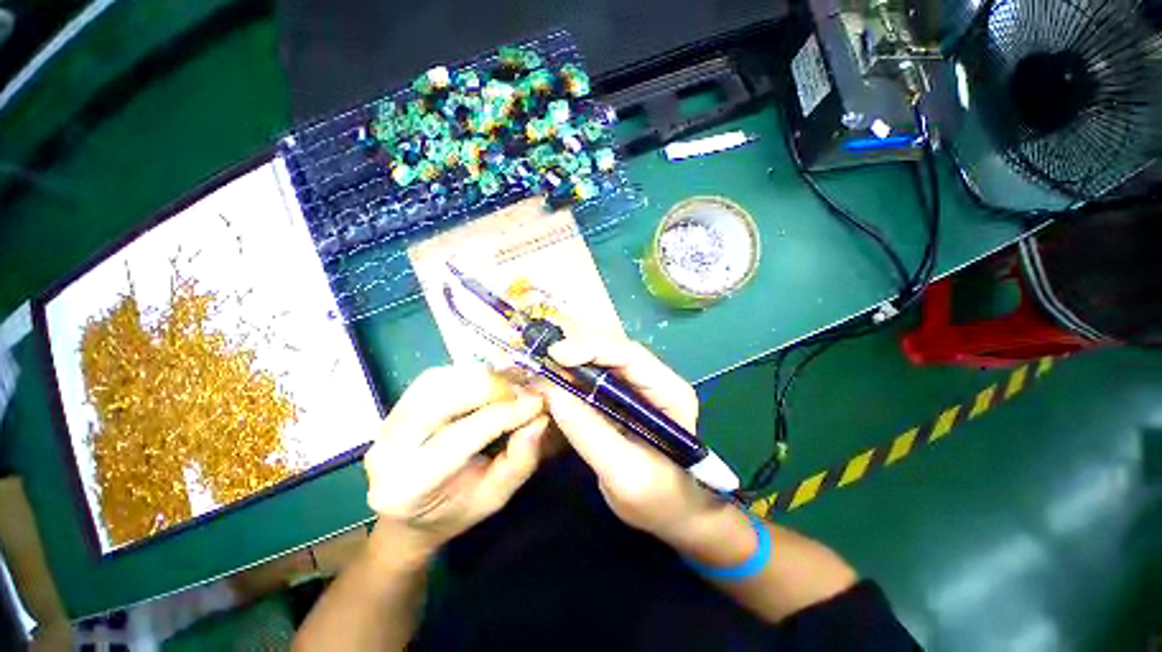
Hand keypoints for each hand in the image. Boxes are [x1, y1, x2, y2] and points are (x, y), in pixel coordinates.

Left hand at [364, 365, 548, 552]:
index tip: (538, 403)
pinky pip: (435, 377)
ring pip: (440, 381)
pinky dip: (466, 374)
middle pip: (447, 399)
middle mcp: (390, 448)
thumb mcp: (495, 498)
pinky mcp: (396, 404)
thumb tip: (539, 420)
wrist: (409, 513)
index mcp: (411, 484)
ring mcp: (387, 422)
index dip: (506, 413)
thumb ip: (520, 461)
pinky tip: (485, 384)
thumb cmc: (455, 509)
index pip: (464, 435)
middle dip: (494, 389)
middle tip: (523, 393)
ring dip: (481, 378)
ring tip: (507, 388)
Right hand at [540, 338, 727, 546]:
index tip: (555, 354)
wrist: (673, 513)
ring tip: (545, 371)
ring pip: (604, 365)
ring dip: (574, 365)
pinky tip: (557, 384)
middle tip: (544, 362)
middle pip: (614, 353)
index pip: (629, 356)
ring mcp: (642, 389)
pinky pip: (598, 381)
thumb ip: (588, 432)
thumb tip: (552, 392)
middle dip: (578, 354)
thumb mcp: (623, 472)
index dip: (591, 349)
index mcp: (670, 392)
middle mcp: (657, 381)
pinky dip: (575, 380)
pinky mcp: (625, 400)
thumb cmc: (658, 499)